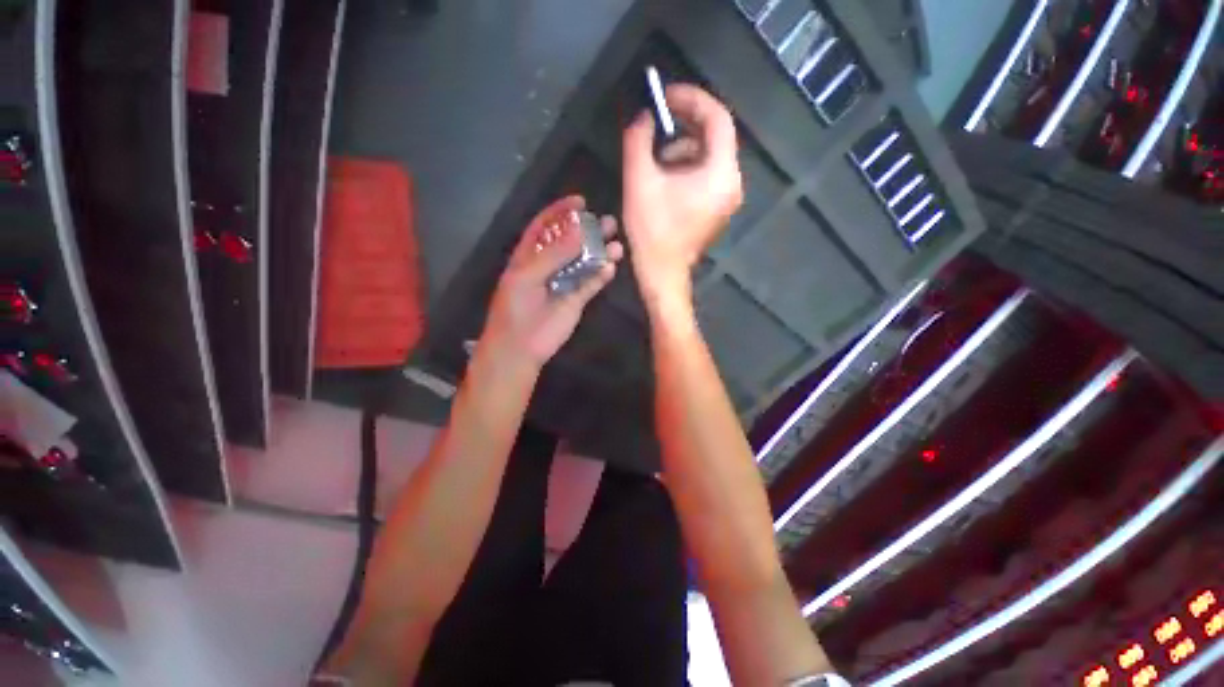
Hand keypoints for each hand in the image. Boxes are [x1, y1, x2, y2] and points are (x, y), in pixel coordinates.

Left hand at [481, 195, 623, 366]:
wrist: (520, 347)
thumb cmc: (516, 309)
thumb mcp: (527, 276)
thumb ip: (554, 253)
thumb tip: (580, 228)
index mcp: (530, 255)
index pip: (546, 226)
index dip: (561, 211)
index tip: (581, 201)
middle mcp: (549, 265)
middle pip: (571, 242)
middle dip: (588, 230)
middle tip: (608, 221)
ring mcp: (564, 282)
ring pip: (585, 262)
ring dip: (600, 252)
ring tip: (617, 243)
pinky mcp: (577, 300)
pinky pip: (591, 284)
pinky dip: (601, 276)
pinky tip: (611, 267)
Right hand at [622, 84, 743, 306]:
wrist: (661, 273)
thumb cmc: (652, 230)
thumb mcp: (639, 181)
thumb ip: (638, 140)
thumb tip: (643, 116)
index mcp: (720, 173)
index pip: (717, 118)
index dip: (691, 99)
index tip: (665, 96)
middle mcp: (732, 183)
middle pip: (715, 137)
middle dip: (683, 128)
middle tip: (656, 128)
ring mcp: (727, 198)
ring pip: (709, 157)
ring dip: (682, 151)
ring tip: (655, 165)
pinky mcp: (718, 209)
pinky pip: (707, 175)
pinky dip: (687, 169)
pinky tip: (665, 182)